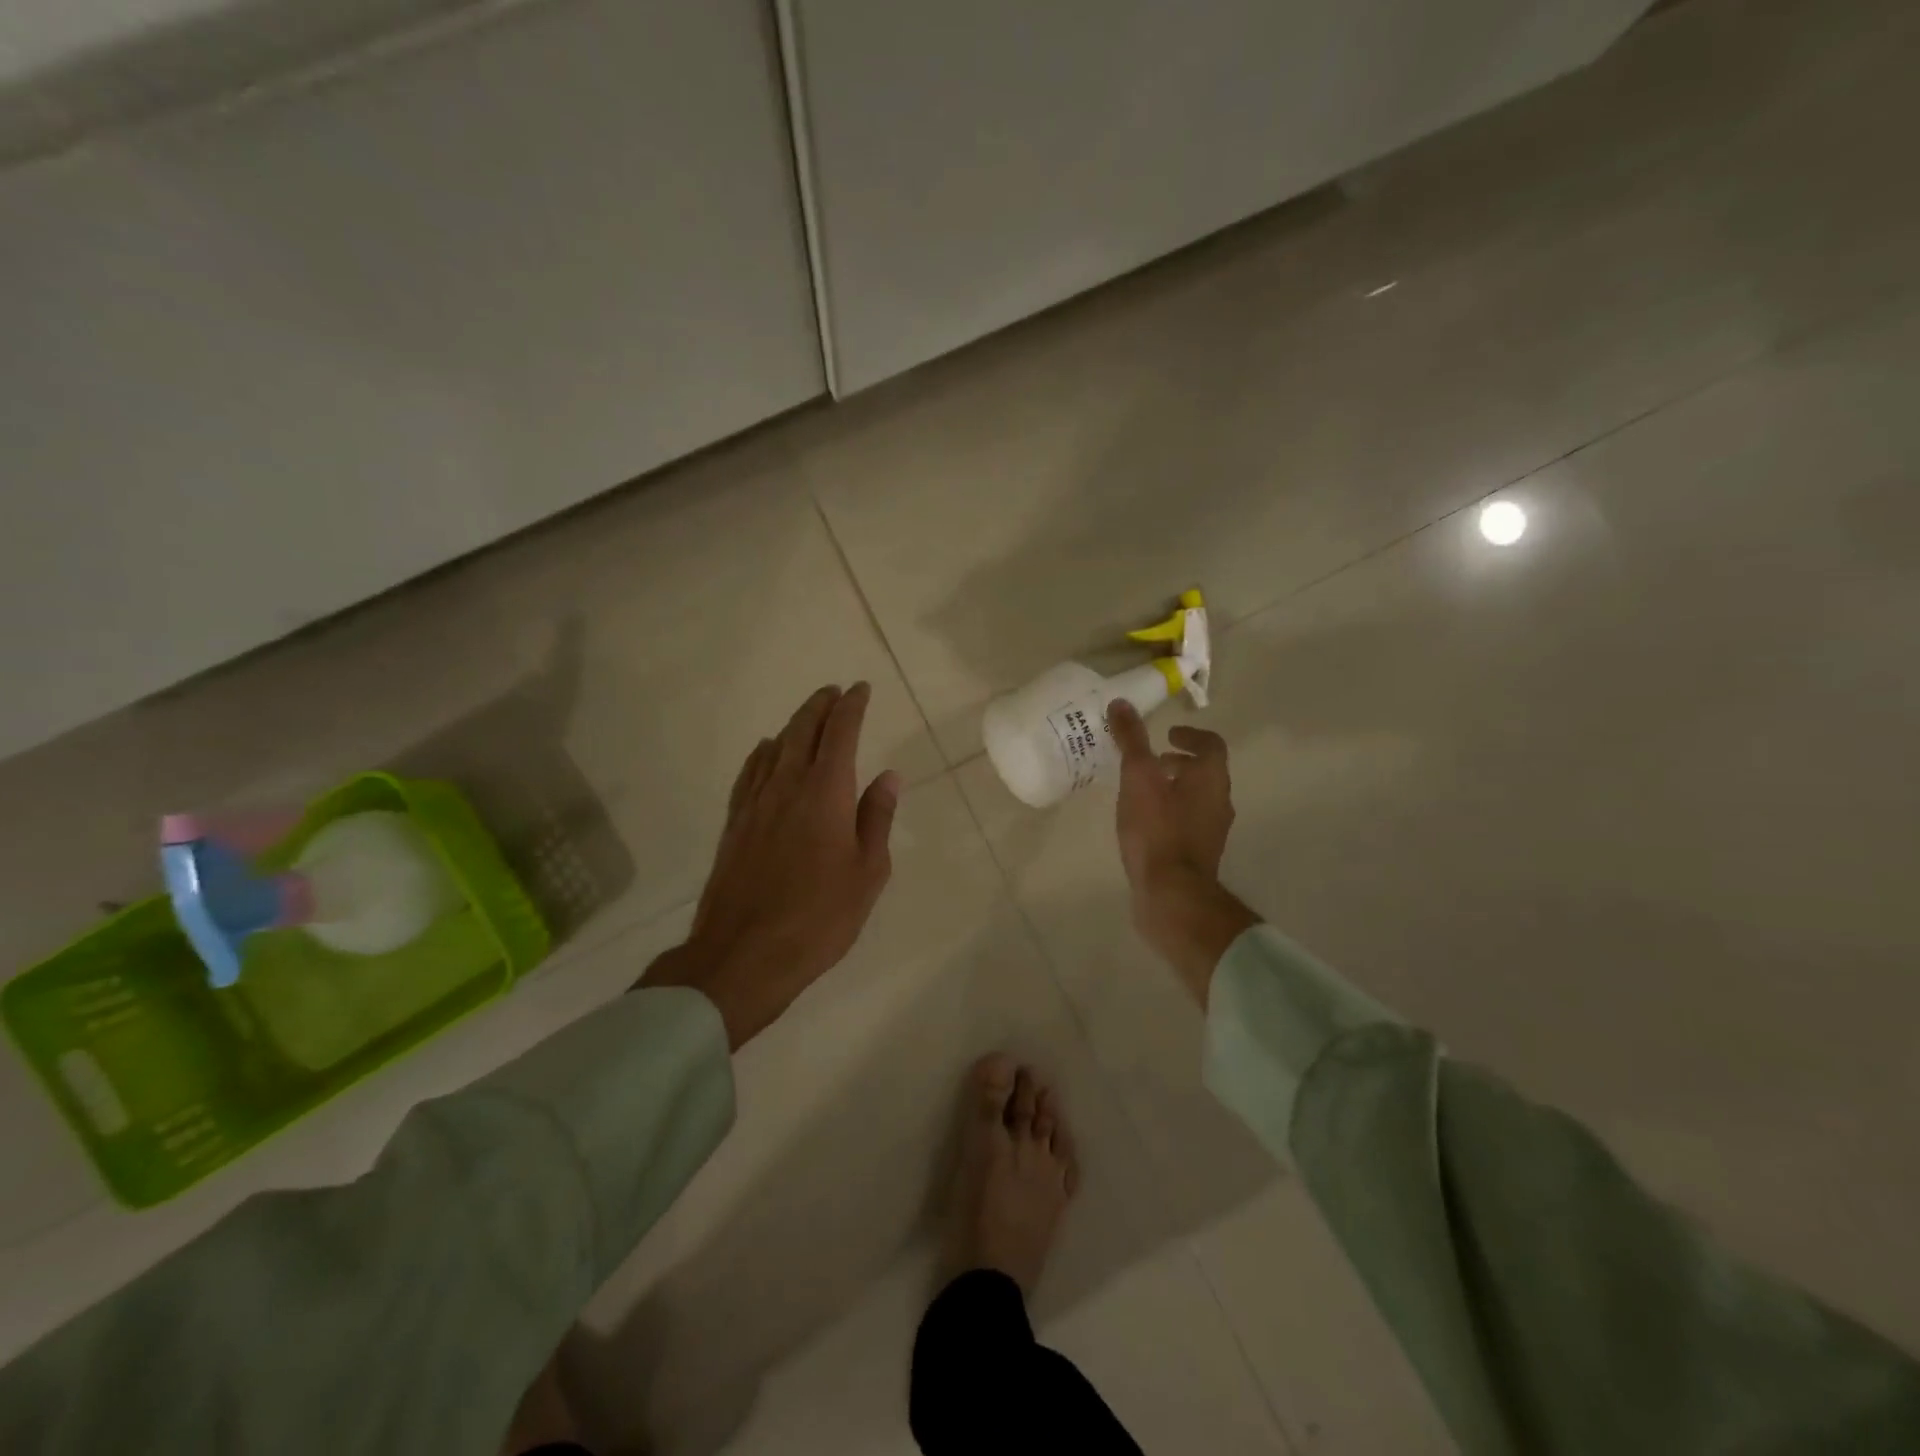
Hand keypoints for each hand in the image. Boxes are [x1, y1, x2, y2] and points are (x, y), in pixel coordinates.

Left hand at [642, 683, 899, 1047]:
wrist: (744, 954)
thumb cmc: (819, 917)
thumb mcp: (867, 872)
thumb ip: (876, 818)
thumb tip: (888, 776)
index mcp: (825, 793)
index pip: (840, 733)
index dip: (852, 707)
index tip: (860, 689)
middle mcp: (787, 786)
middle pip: (802, 730)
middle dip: (820, 706)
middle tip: (834, 692)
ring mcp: (755, 804)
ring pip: (774, 747)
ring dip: (793, 725)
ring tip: (808, 716)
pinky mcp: (734, 824)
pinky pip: (749, 773)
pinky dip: (762, 753)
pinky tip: (765, 751)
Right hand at [1107, 700, 1258, 1004]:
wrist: (1172, 895)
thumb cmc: (1158, 830)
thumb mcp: (1138, 778)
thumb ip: (1131, 740)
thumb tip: (1121, 703)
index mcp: (1211, 779)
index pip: (1211, 745)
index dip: (1191, 735)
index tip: (1168, 734)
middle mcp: (1219, 802)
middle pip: (1205, 772)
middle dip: (1180, 762)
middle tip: (1152, 761)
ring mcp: (1211, 832)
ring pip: (1197, 799)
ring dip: (1174, 788)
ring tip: (1142, 791)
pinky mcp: (1198, 856)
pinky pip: (1187, 823)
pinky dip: (1170, 813)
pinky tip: (1144, 824)